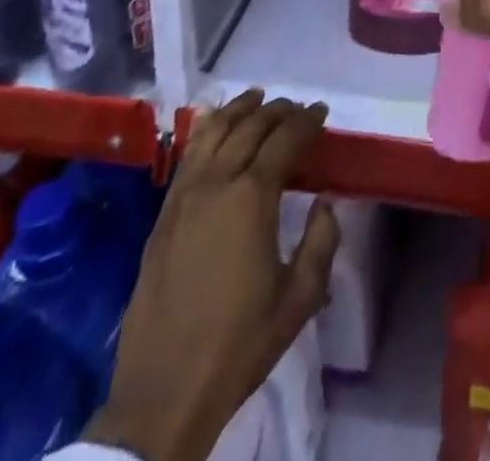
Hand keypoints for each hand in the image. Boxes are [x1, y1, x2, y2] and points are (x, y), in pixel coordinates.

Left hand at [85, 92, 338, 460]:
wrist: (164, 392)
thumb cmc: (239, 345)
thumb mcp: (299, 299)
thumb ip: (321, 243)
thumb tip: (326, 203)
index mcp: (252, 198)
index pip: (285, 141)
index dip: (307, 121)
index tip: (322, 111)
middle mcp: (217, 184)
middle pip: (250, 128)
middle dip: (278, 111)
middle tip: (297, 108)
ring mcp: (184, 197)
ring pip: (214, 133)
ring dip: (239, 110)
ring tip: (257, 97)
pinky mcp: (163, 215)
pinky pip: (187, 157)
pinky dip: (204, 130)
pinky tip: (212, 122)